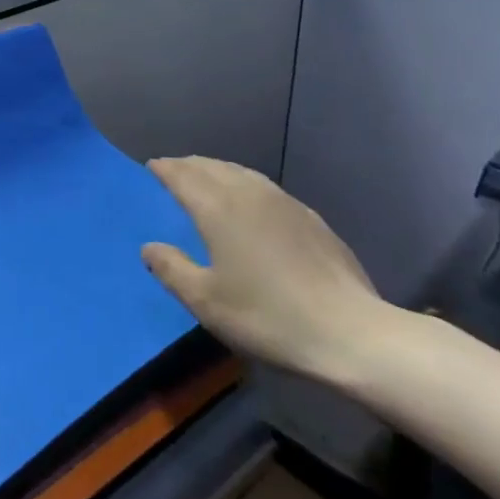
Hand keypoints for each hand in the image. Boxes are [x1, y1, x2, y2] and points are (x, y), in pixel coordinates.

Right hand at [142, 156, 387, 383]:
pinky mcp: (310, 219)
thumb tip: (149, 247)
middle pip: (213, 167)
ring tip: (207, 178)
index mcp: (219, 209)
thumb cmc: (268, 317)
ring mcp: (284, 204)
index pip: (184, 176)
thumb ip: (172, 270)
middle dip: (189, 165)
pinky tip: (251, 202)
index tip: (152, 166)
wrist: (350, 333)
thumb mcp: (207, 302)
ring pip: (242, 173)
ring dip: (218, 170)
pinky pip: (265, 187)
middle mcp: (249, 195)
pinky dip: (245, 184)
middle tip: (173, 169)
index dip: (165, 169)